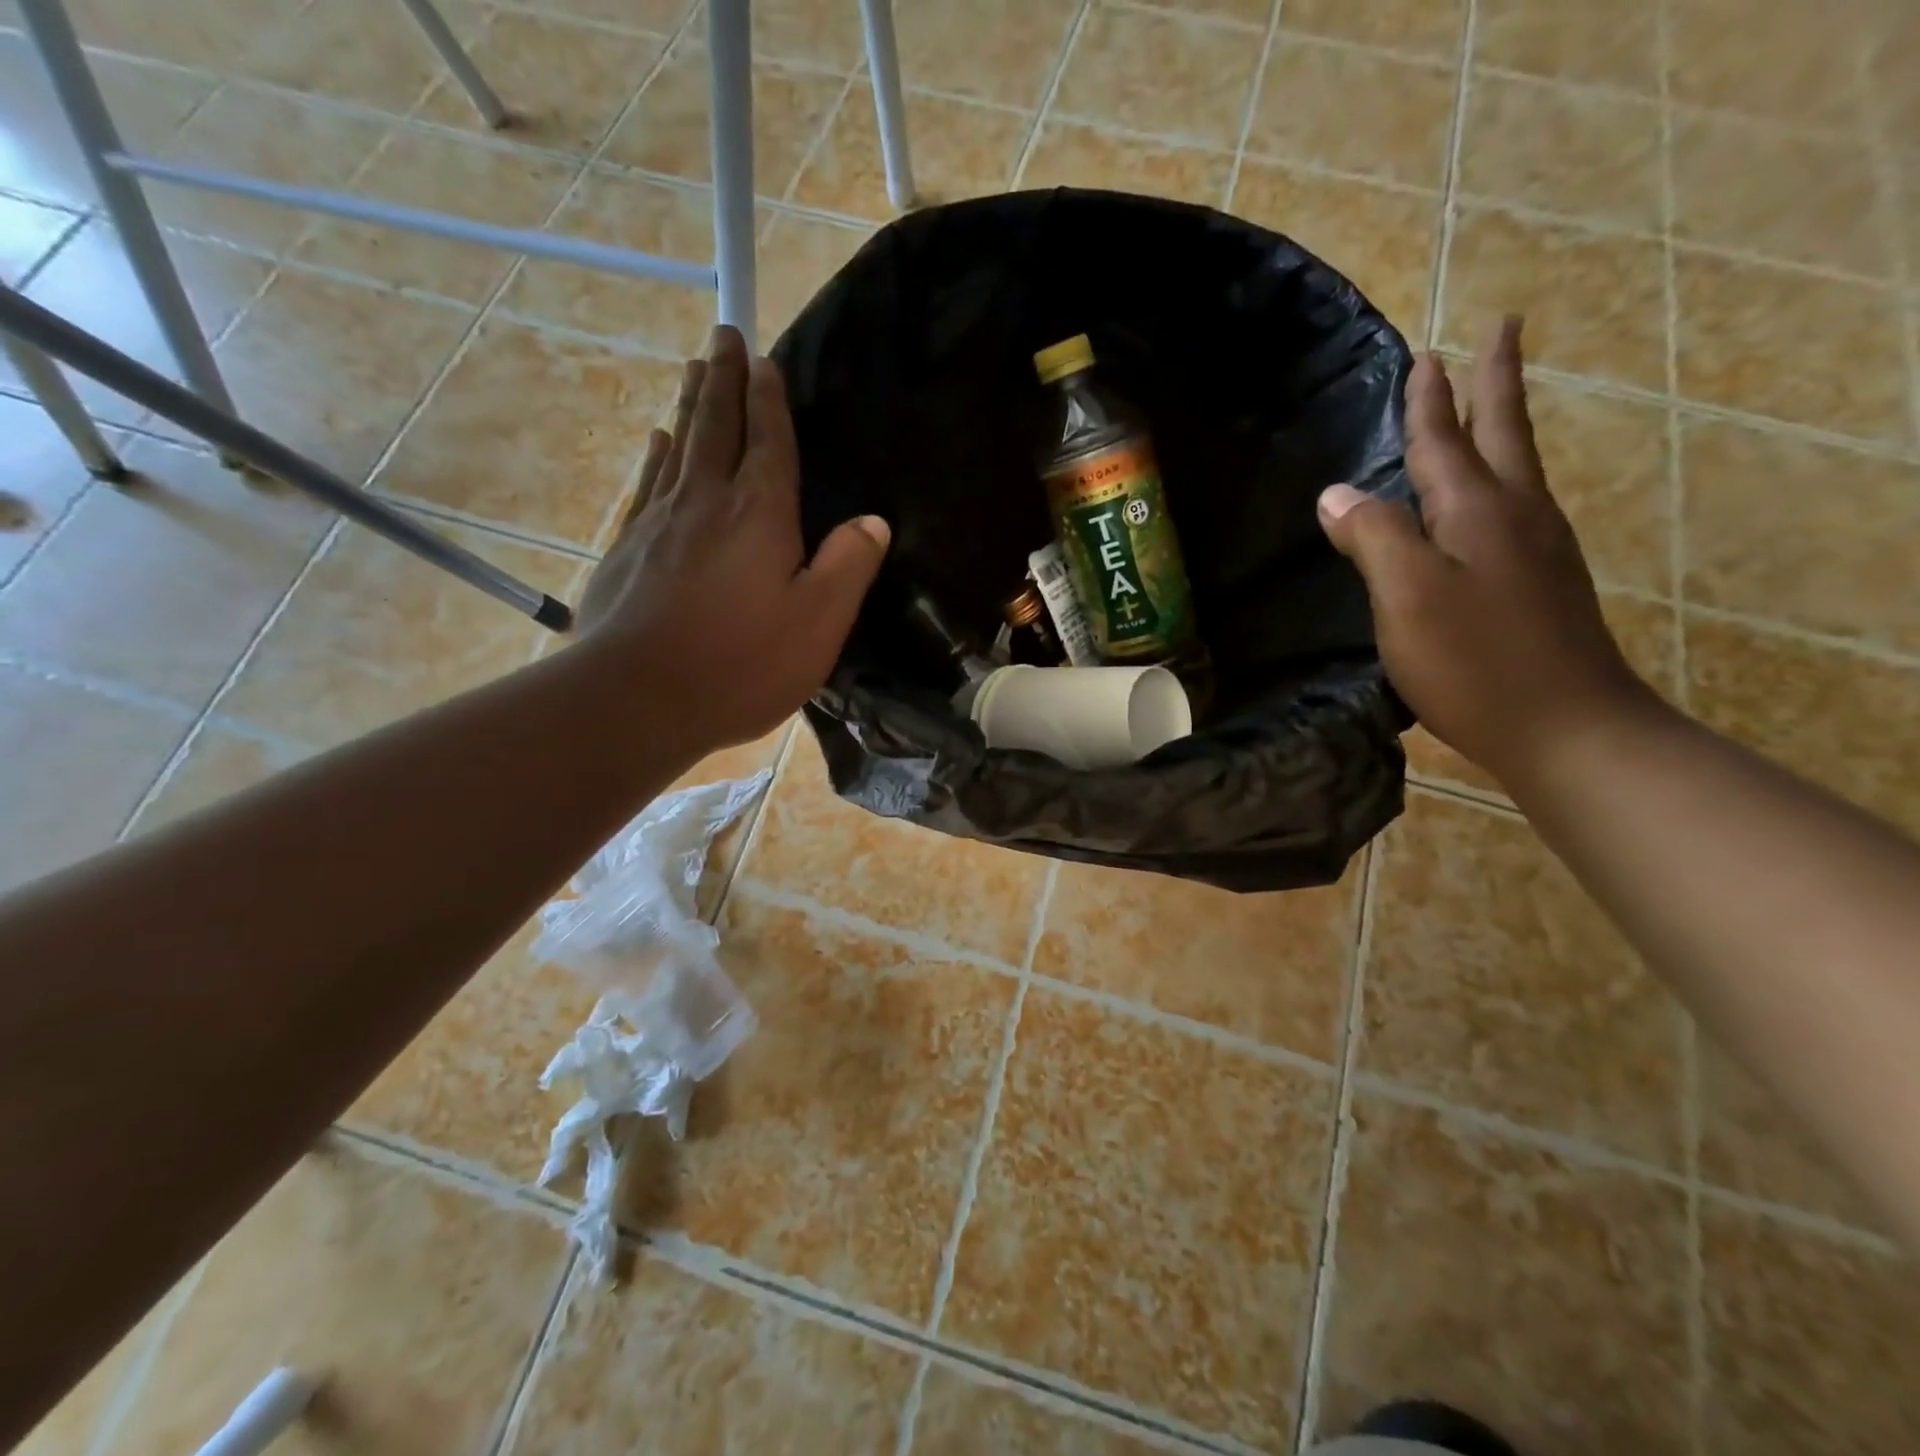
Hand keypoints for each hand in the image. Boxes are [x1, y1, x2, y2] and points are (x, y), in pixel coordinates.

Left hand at [573, 326, 889, 758]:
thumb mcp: (818, 623)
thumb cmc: (740, 664)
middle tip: (725, 336)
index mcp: (759, 515)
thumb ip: (847, 566)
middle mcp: (706, 502)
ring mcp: (659, 523)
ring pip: (679, 447)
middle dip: (724, 381)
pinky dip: (656, 456)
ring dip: (691, 406)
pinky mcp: (628, 550)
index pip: (768, 441)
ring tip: (694, 370)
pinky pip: (648, 484)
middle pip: (716, 428)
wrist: (637, 699)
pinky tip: (658, 442)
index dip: (769, 399)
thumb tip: (872, 521)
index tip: (764, 359)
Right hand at [1317, 316, 1662, 788]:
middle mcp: (1516, 516)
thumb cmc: (1475, 660)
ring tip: (1487, 408)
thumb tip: (1336, 493)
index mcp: (1479, 510)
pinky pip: (1514, 510)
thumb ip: (1373, 536)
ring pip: (1514, 470)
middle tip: (1501, 331)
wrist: (1566, 728)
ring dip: (1499, 429)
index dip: (1432, 398)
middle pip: (1503, 435)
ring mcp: (1537, 551)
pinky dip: (1497, 482)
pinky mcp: (1540, 585)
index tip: (1430, 351)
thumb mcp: (1407, 595)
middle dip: (1494, 383)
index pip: (1446, 440)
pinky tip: (1486, 502)